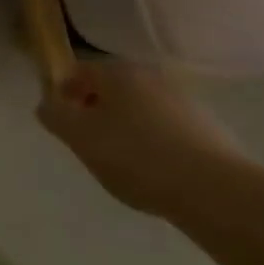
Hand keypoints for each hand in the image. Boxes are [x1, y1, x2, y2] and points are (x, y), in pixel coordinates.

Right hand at [37, 61, 248, 220]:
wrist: (217, 192)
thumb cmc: (136, 156)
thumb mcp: (80, 138)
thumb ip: (55, 116)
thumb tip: (47, 105)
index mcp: (117, 71)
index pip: (79, 72)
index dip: (65, 94)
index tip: (64, 123)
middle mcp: (150, 76)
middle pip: (112, 89)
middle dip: (98, 111)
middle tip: (91, 143)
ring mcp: (184, 102)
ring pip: (142, 109)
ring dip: (129, 127)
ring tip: (126, 164)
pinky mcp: (211, 130)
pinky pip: (170, 131)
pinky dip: (158, 144)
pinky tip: (159, 174)